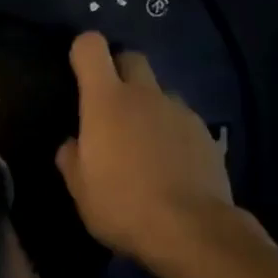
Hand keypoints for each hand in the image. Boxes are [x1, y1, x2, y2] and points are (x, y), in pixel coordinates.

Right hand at [55, 32, 236, 268]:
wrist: (190, 229)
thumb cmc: (121, 205)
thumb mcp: (79, 189)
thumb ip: (71, 158)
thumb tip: (74, 144)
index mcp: (106, 101)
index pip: (91, 48)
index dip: (82, 52)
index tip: (76, 72)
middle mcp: (145, 95)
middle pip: (132, 58)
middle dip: (118, 70)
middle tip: (108, 105)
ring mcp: (180, 112)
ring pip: (160, 92)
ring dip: (147, 106)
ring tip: (142, 144)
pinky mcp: (206, 133)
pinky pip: (181, 120)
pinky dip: (171, 132)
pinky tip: (168, 165)